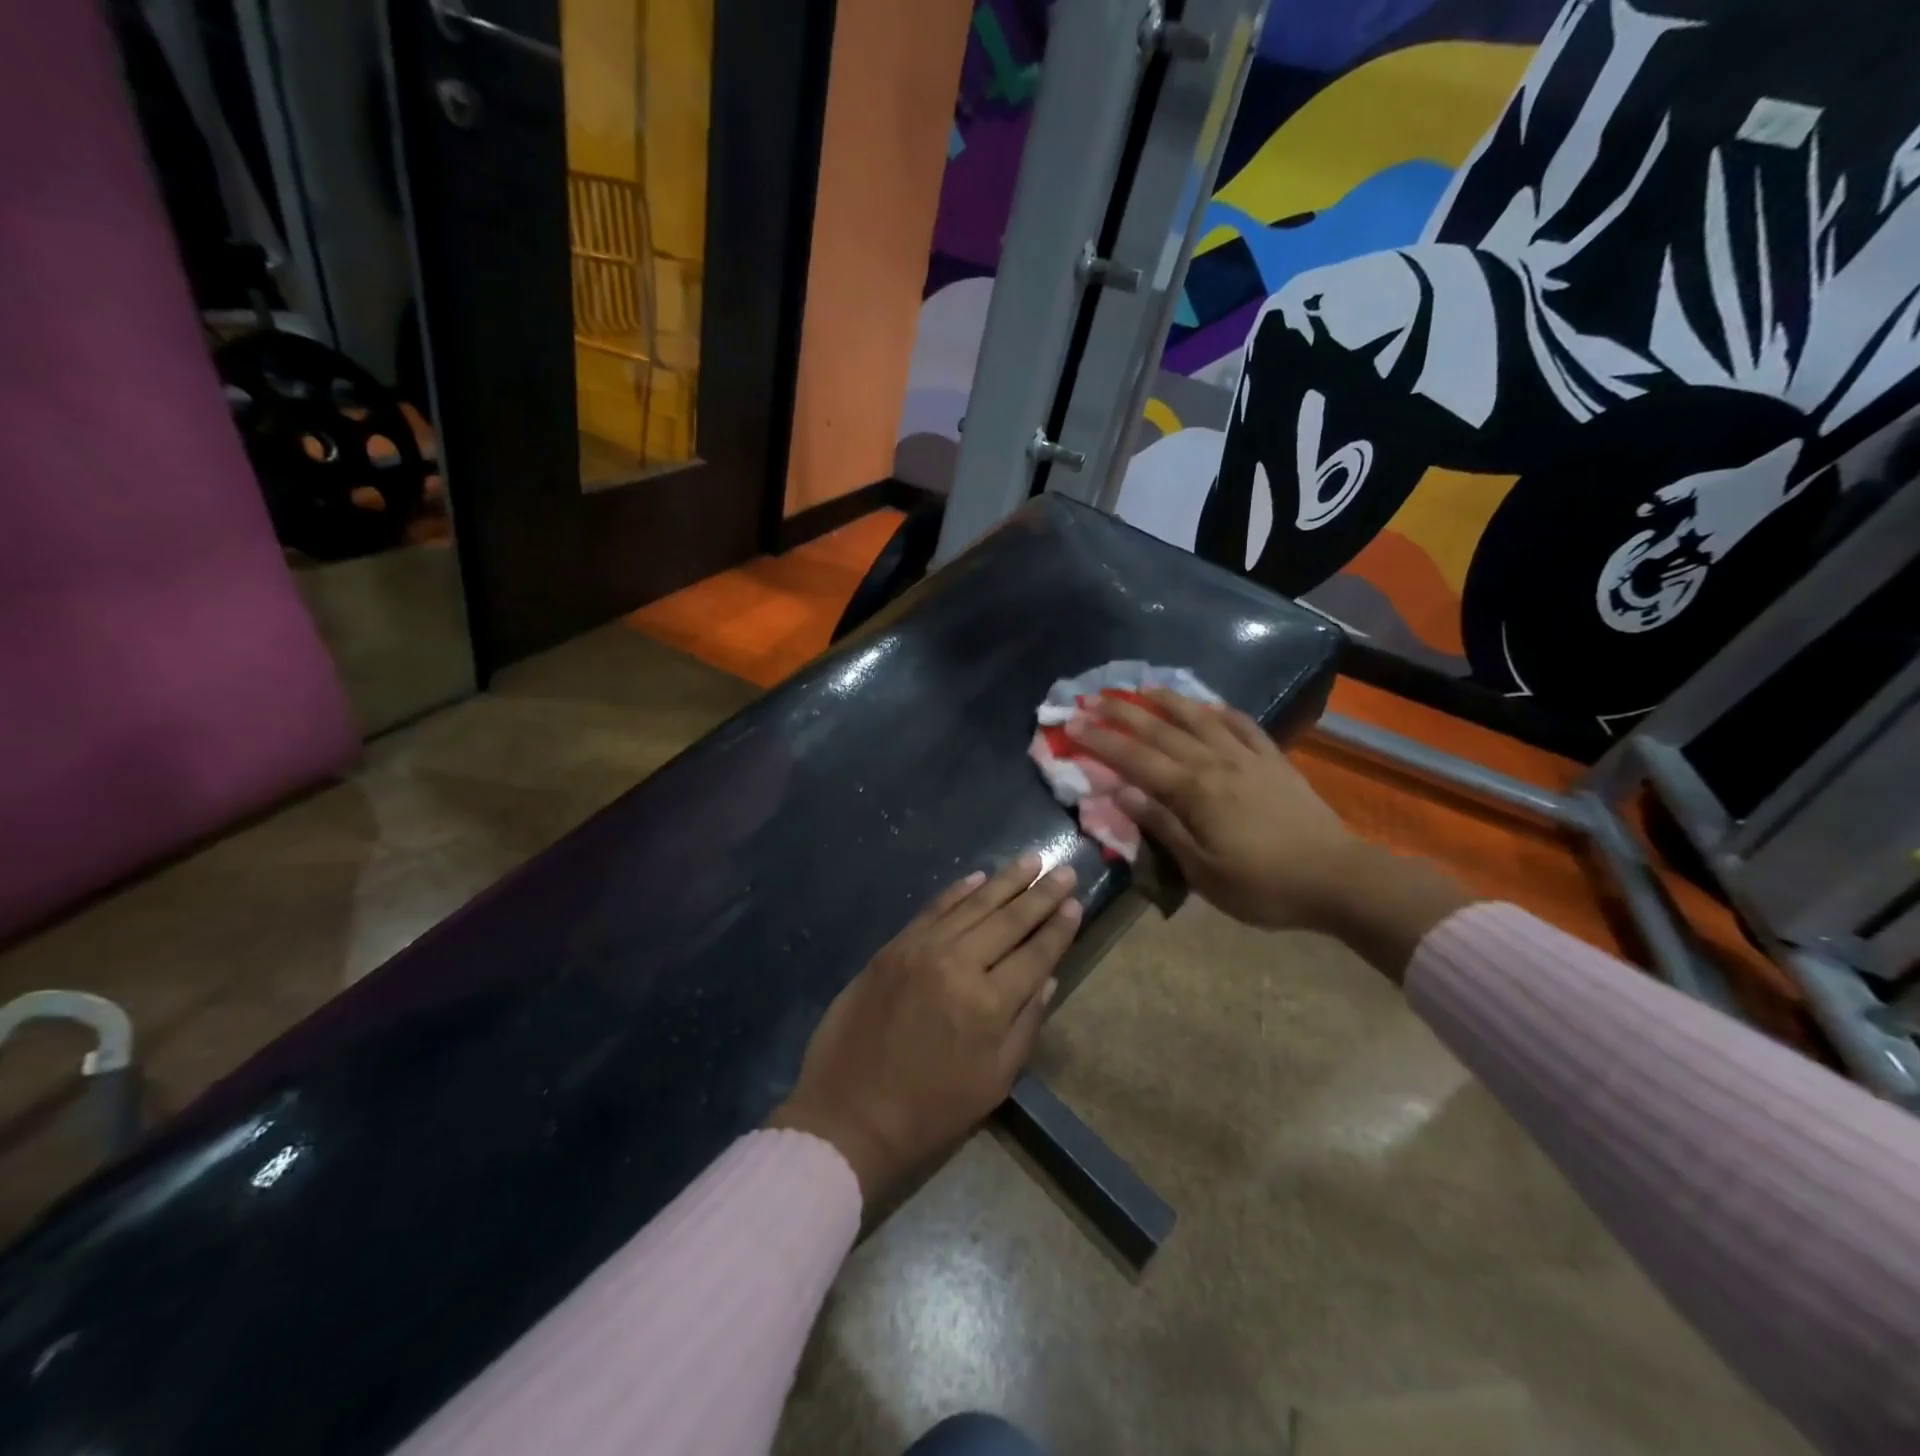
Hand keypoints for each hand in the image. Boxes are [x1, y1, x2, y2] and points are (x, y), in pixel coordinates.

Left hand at [768, 855, 1079, 1200]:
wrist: (848, 1112)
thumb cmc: (929, 1109)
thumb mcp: (993, 1082)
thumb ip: (1025, 1025)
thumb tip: (1048, 978)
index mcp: (989, 1004)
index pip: (1036, 953)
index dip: (1059, 927)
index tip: (1076, 902)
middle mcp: (959, 964)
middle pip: (1009, 920)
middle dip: (1041, 895)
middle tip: (1064, 870)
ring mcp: (922, 949)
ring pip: (973, 905)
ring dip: (1005, 881)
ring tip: (1030, 861)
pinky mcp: (894, 946)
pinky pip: (934, 909)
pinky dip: (958, 890)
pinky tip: (979, 877)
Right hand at [1066, 690, 1468, 978]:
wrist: (1337, 878)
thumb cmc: (1263, 885)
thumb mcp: (1203, 870)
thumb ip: (1162, 826)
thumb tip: (1121, 792)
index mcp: (1194, 791)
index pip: (1136, 759)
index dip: (1101, 740)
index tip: (1071, 724)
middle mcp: (1216, 763)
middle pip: (1161, 731)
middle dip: (1122, 714)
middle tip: (1092, 698)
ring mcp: (1248, 758)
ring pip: (1200, 718)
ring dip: (1167, 700)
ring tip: (1142, 688)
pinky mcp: (1274, 761)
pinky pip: (1243, 725)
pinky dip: (1221, 711)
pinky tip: (1208, 705)